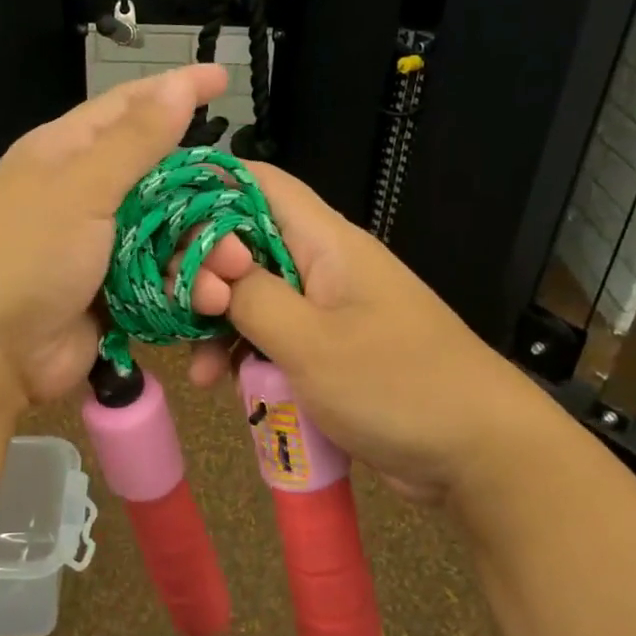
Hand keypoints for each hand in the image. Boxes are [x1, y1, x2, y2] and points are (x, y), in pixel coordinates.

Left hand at [0, 64, 228, 407]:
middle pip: (159, 176)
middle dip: (202, 195)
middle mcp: (83, 191)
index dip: (176, 90)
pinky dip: (185, 285)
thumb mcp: (82, 189)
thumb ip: (135, 141)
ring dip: (201, 250)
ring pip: (166, 231)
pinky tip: (207, 299)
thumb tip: (176, 85)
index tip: (223, 78)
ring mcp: (98, 244)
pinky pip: (160, 275)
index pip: (129, 106)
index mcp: (66, 151)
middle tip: (240, 211)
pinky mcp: (112, 289)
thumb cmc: (29, 257)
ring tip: (232, 270)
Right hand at [183, 162, 562, 512]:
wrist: (479, 452)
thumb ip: (252, 298)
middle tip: (167, 308)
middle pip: (246, 244)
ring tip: (198, 370)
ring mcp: (327, 309)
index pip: (259, 183)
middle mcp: (323, 265)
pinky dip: (245, 356)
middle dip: (201, 274)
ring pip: (253, 297)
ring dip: (218, 326)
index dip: (204, 188)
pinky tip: (221, 385)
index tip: (156, 218)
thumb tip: (209, 268)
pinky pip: (273, 338)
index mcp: (326, 242)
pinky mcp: (328, 350)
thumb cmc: (396, 385)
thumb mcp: (311, 343)